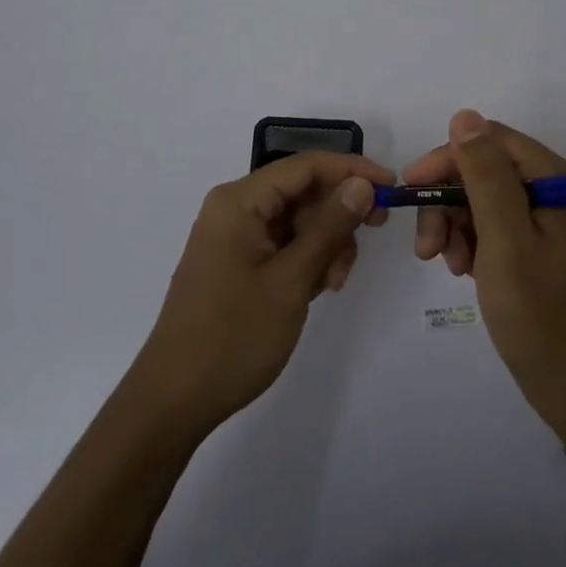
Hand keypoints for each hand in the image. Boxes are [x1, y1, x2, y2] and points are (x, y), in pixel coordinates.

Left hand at [130, 151, 394, 437]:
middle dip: (338, 214)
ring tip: (333, 283)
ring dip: (325, 242)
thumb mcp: (291, 280)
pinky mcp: (236, 262)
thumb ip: (329, 228)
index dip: (351, 170)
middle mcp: (234, 208)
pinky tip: (318, 288)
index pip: (305, 166)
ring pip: (296, 219)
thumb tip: (361, 184)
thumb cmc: (233, 336)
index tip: (391, 188)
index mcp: (239, 201)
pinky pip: (282, 243)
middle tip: (372, 238)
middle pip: (302, 191)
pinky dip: (306, 259)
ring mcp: (233, 236)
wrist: (174, 400)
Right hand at [406, 110, 565, 425]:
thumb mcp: (505, 241)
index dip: (447, 159)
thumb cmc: (541, 317)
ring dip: (458, 225)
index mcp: (559, 181)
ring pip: (487, 200)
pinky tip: (465, 271)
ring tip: (447, 265)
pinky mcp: (545, 247)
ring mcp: (554, 220)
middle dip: (450, 201)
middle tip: (426, 246)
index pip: (492, 143)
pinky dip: (474, 243)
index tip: (411, 190)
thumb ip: (485, 176)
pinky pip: (498, 226)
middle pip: (488, 171)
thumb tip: (464, 116)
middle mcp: (560, 191)